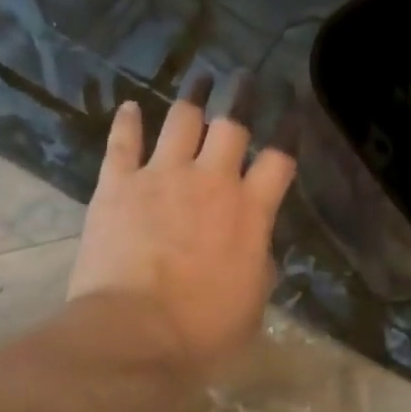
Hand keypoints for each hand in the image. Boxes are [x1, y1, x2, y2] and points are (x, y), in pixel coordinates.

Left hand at [67, 73, 297, 368]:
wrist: (135, 333)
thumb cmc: (204, 330)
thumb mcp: (252, 301)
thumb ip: (257, 261)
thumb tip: (254, 245)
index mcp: (250, 210)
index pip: (279, 158)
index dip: (289, 131)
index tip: (293, 110)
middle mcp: (210, 181)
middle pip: (232, 124)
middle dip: (242, 95)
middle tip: (244, 77)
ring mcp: (161, 177)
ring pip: (181, 121)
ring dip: (193, 98)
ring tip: (199, 79)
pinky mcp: (117, 185)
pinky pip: (123, 143)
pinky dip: (127, 123)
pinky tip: (129, 108)